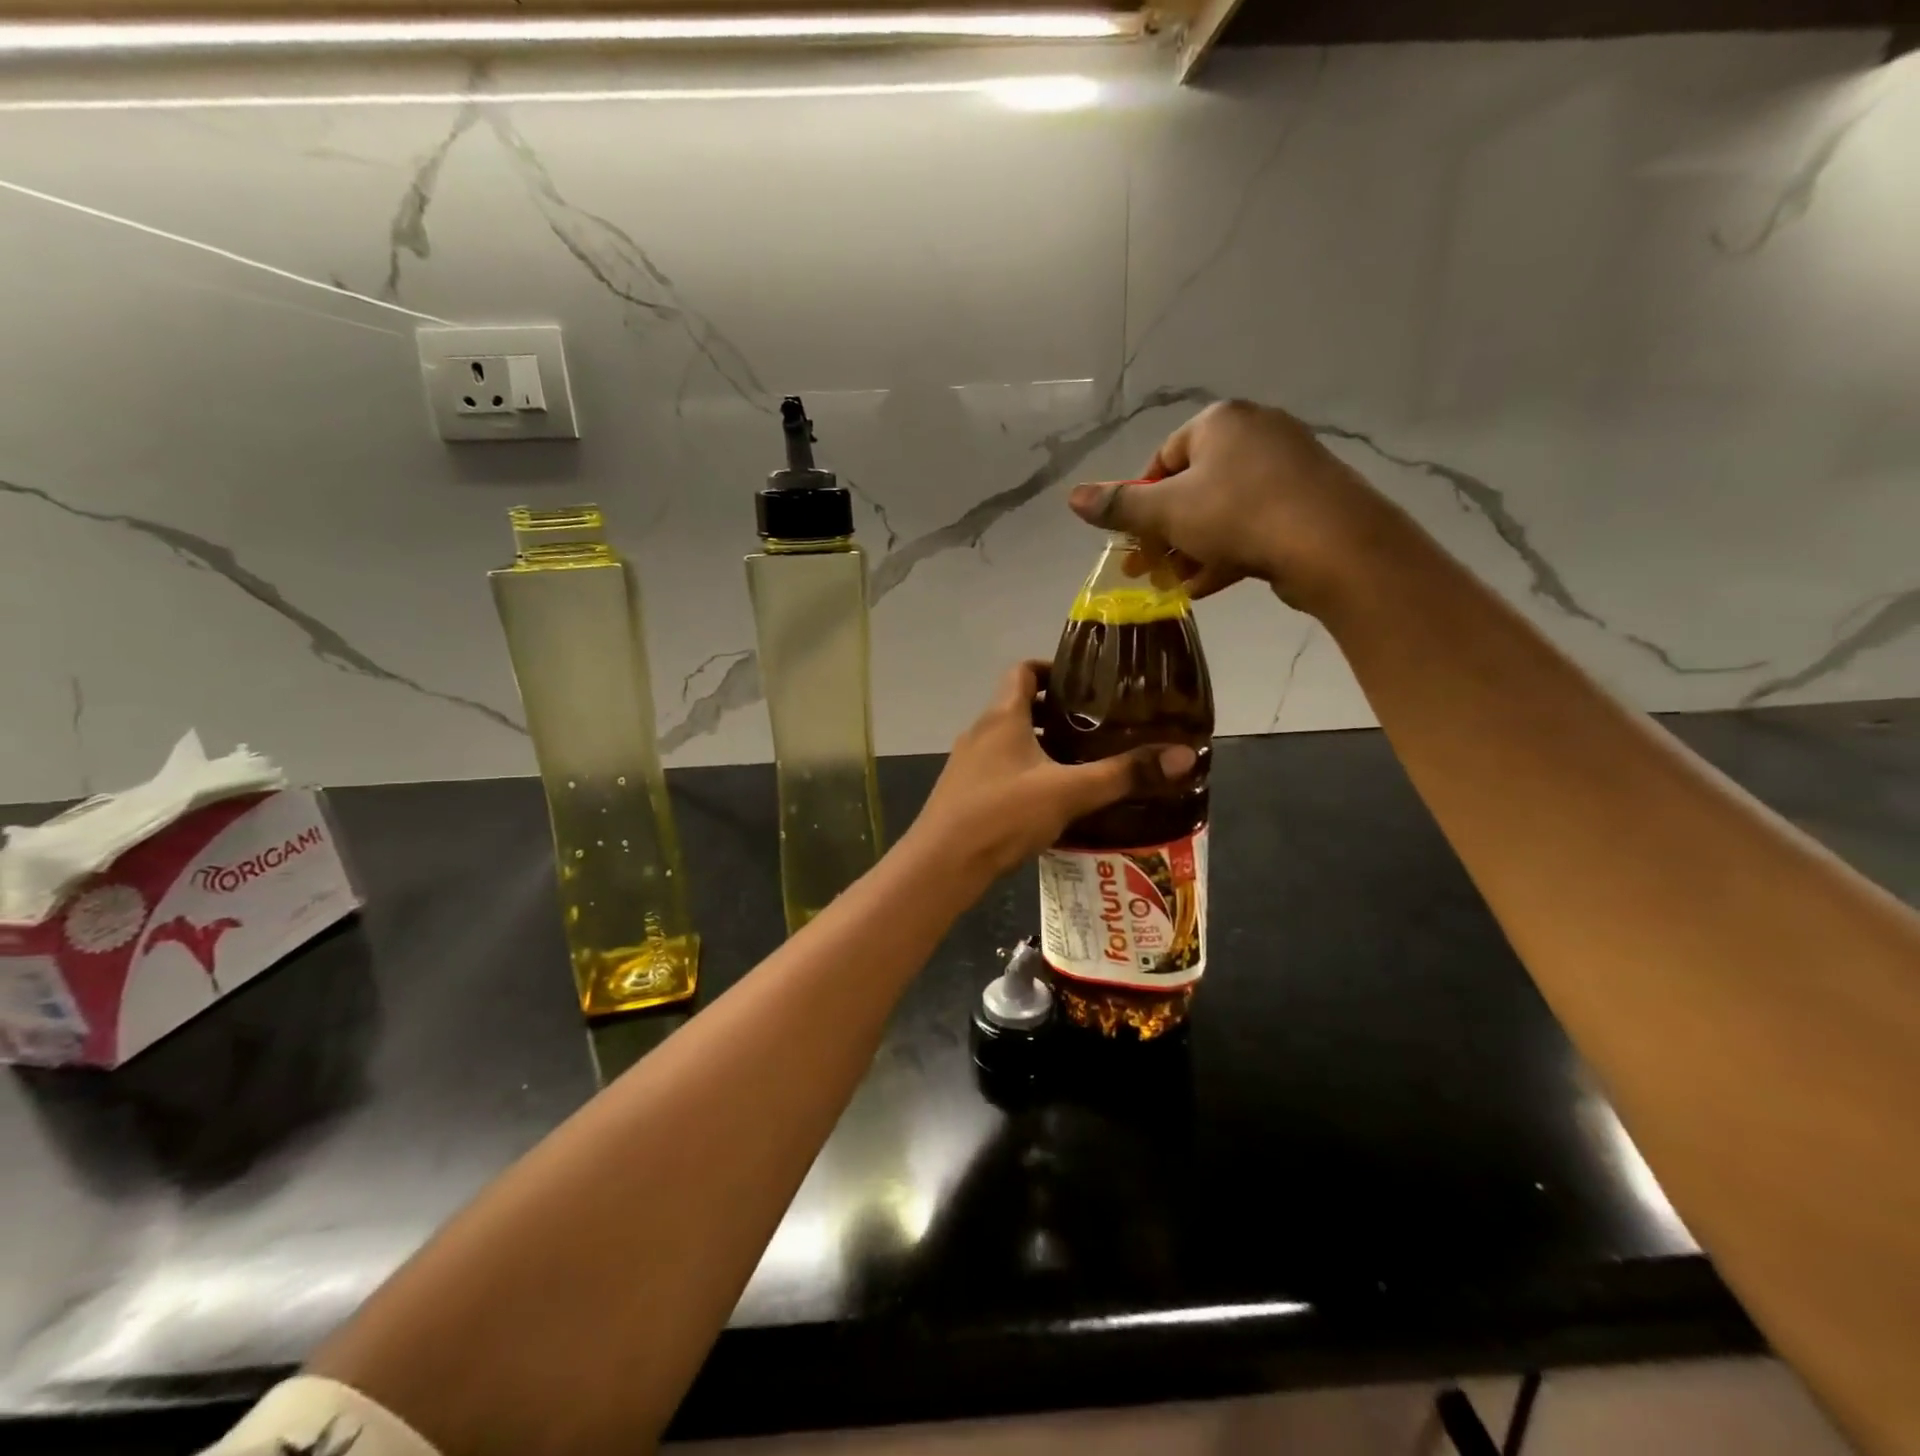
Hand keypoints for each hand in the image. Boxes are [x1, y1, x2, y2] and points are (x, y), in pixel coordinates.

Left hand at [908, 661, 1197, 881]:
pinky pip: (1001, 769)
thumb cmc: (1002, 815)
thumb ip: (1123, 774)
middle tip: (1097, 724)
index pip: (1022, 670)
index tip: (1085, 682)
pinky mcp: (965, 793)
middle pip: (1018, 706)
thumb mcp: (1069, 792)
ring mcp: (968, 764)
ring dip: (1041, 744)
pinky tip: (1052, 799)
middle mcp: (980, 732)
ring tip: (1082, 760)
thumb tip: (1184, 756)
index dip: (1052, 669)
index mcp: (1001, 717)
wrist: (941, 866)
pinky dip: (1027, 772)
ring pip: (1010, 741)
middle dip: (1056, 711)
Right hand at [1067, 399, 1402, 613]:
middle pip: (1192, 487)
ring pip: (1222, 510)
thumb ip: (1119, 505)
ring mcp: (1287, 467)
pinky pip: (1253, 523)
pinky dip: (1225, 552)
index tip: (1133, 539)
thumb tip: (1072, 497)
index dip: (1140, 502)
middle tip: (1146, 570)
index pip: (1162, 458)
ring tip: (1173, 585)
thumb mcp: (1167, 512)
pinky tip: (1206, 585)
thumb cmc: (1238, 515)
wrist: (1332, 544)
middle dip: (1164, 533)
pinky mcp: (1306, 501)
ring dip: (1190, 549)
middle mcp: (1255, 433)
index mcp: (1219, 423)